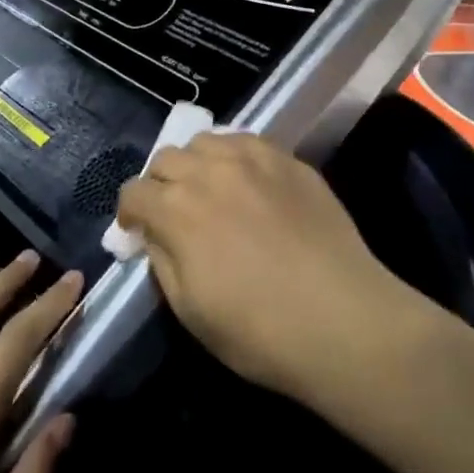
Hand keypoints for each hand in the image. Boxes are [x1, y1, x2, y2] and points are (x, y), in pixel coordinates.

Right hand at [115, 133, 411, 401]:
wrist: (342, 320)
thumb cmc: (258, 331)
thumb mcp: (189, 310)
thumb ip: (162, 260)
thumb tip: (154, 234)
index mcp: (177, 209)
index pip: (134, 192)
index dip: (130, 214)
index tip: (139, 233)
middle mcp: (209, 171)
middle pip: (166, 158)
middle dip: (161, 184)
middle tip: (176, 213)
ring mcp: (253, 158)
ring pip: (206, 141)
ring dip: (197, 164)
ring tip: (213, 191)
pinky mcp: (288, 159)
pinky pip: (247, 141)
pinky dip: (235, 157)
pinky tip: (249, 183)